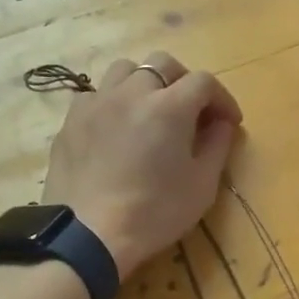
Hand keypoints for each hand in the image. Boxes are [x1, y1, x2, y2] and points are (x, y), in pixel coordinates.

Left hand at [41, 51, 242, 277]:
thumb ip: (216, 146)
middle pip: (163, 63)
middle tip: (192, 111)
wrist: (87, 235)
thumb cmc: (153, 214)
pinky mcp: (70, 121)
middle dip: (184, 81)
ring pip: (124, 70)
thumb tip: (221, 123)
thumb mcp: (201, 186)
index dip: (222, 99)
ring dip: (145, 83)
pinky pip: (95, 95)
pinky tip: (116, 128)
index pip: (204, 82)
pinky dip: (113, 102)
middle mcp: (131, 92)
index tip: (228, 123)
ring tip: (150, 111)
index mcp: (169, 106)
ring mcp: (96, 103)